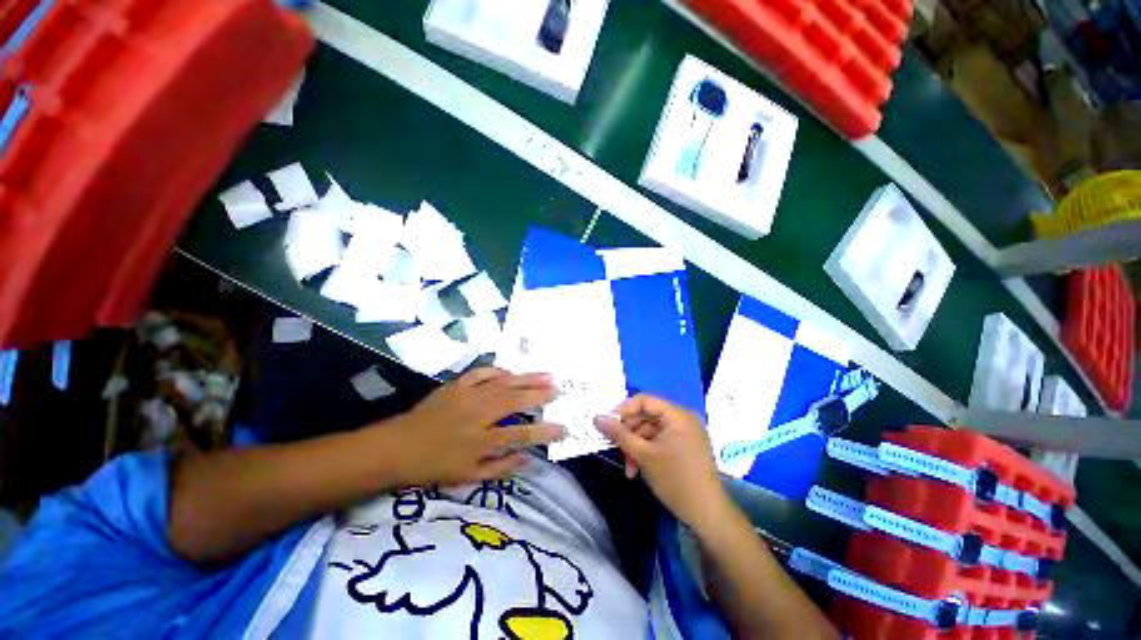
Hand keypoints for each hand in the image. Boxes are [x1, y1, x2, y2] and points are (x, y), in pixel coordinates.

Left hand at [389, 367, 563, 486]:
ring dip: (526, 378)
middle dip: (540, 395)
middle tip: (559, 390)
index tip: (562, 428)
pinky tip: (510, 372)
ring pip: (503, 383)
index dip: (543, 432)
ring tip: (547, 374)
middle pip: (514, 401)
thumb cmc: (433, 466)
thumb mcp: (467, 477)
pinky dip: (498, 371)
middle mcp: (477, 415)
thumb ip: (500, 468)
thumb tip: (528, 459)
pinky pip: (482, 372)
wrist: (397, 446)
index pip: (520, 436)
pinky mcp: (456, 385)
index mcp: (480, 441)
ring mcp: (467, 395)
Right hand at [594, 395, 728, 526]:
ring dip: (636, 446)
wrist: (707, 514)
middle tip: (616, 449)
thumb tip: (597, 418)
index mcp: (677, 415)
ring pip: (651, 430)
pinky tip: (638, 469)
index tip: (608, 425)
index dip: (624, 410)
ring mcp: (685, 433)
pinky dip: (647, 451)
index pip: (644, 401)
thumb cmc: (675, 480)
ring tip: (628, 467)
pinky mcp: (685, 446)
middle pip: (647, 416)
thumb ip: (619, 434)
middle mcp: (683, 418)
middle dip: (629, 433)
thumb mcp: (643, 455)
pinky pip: (659, 440)